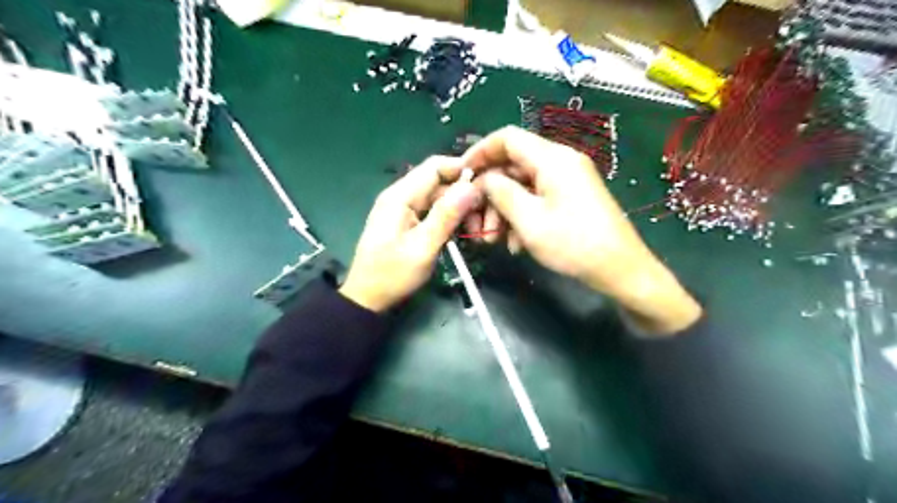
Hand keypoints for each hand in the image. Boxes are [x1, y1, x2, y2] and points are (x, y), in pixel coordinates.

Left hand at [338, 157, 478, 312]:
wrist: (368, 299)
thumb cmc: (392, 275)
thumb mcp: (422, 247)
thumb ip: (446, 216)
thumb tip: (471, 186)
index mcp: (400, 196)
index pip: (434, 167)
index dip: (462, 169)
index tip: (487, 183)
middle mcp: (401, 196)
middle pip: (439, 182)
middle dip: (464, 195)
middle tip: (484, 217)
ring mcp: (403, 210)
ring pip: (439, 198)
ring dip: (459, 210)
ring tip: (475, 230)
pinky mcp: (407, 223)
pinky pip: (433, 212)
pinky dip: (449, 220)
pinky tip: (461, 234)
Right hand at [463, 125, 700, 332]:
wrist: (620, 270)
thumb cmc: (573, 243)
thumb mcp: (528, 219)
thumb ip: (500, 192)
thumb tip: (482, 179)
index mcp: (553, 158)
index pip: (507, 138)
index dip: (480, 152)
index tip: (462, 175)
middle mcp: (561, 162)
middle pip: (513, 165)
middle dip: (491, 193)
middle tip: (478, 222)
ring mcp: (568, 181)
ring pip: (523, 186)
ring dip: (504, 210)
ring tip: (496, 240)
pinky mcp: (571, 198)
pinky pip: (537, 198)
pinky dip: (521, 217)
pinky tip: (516, 243)